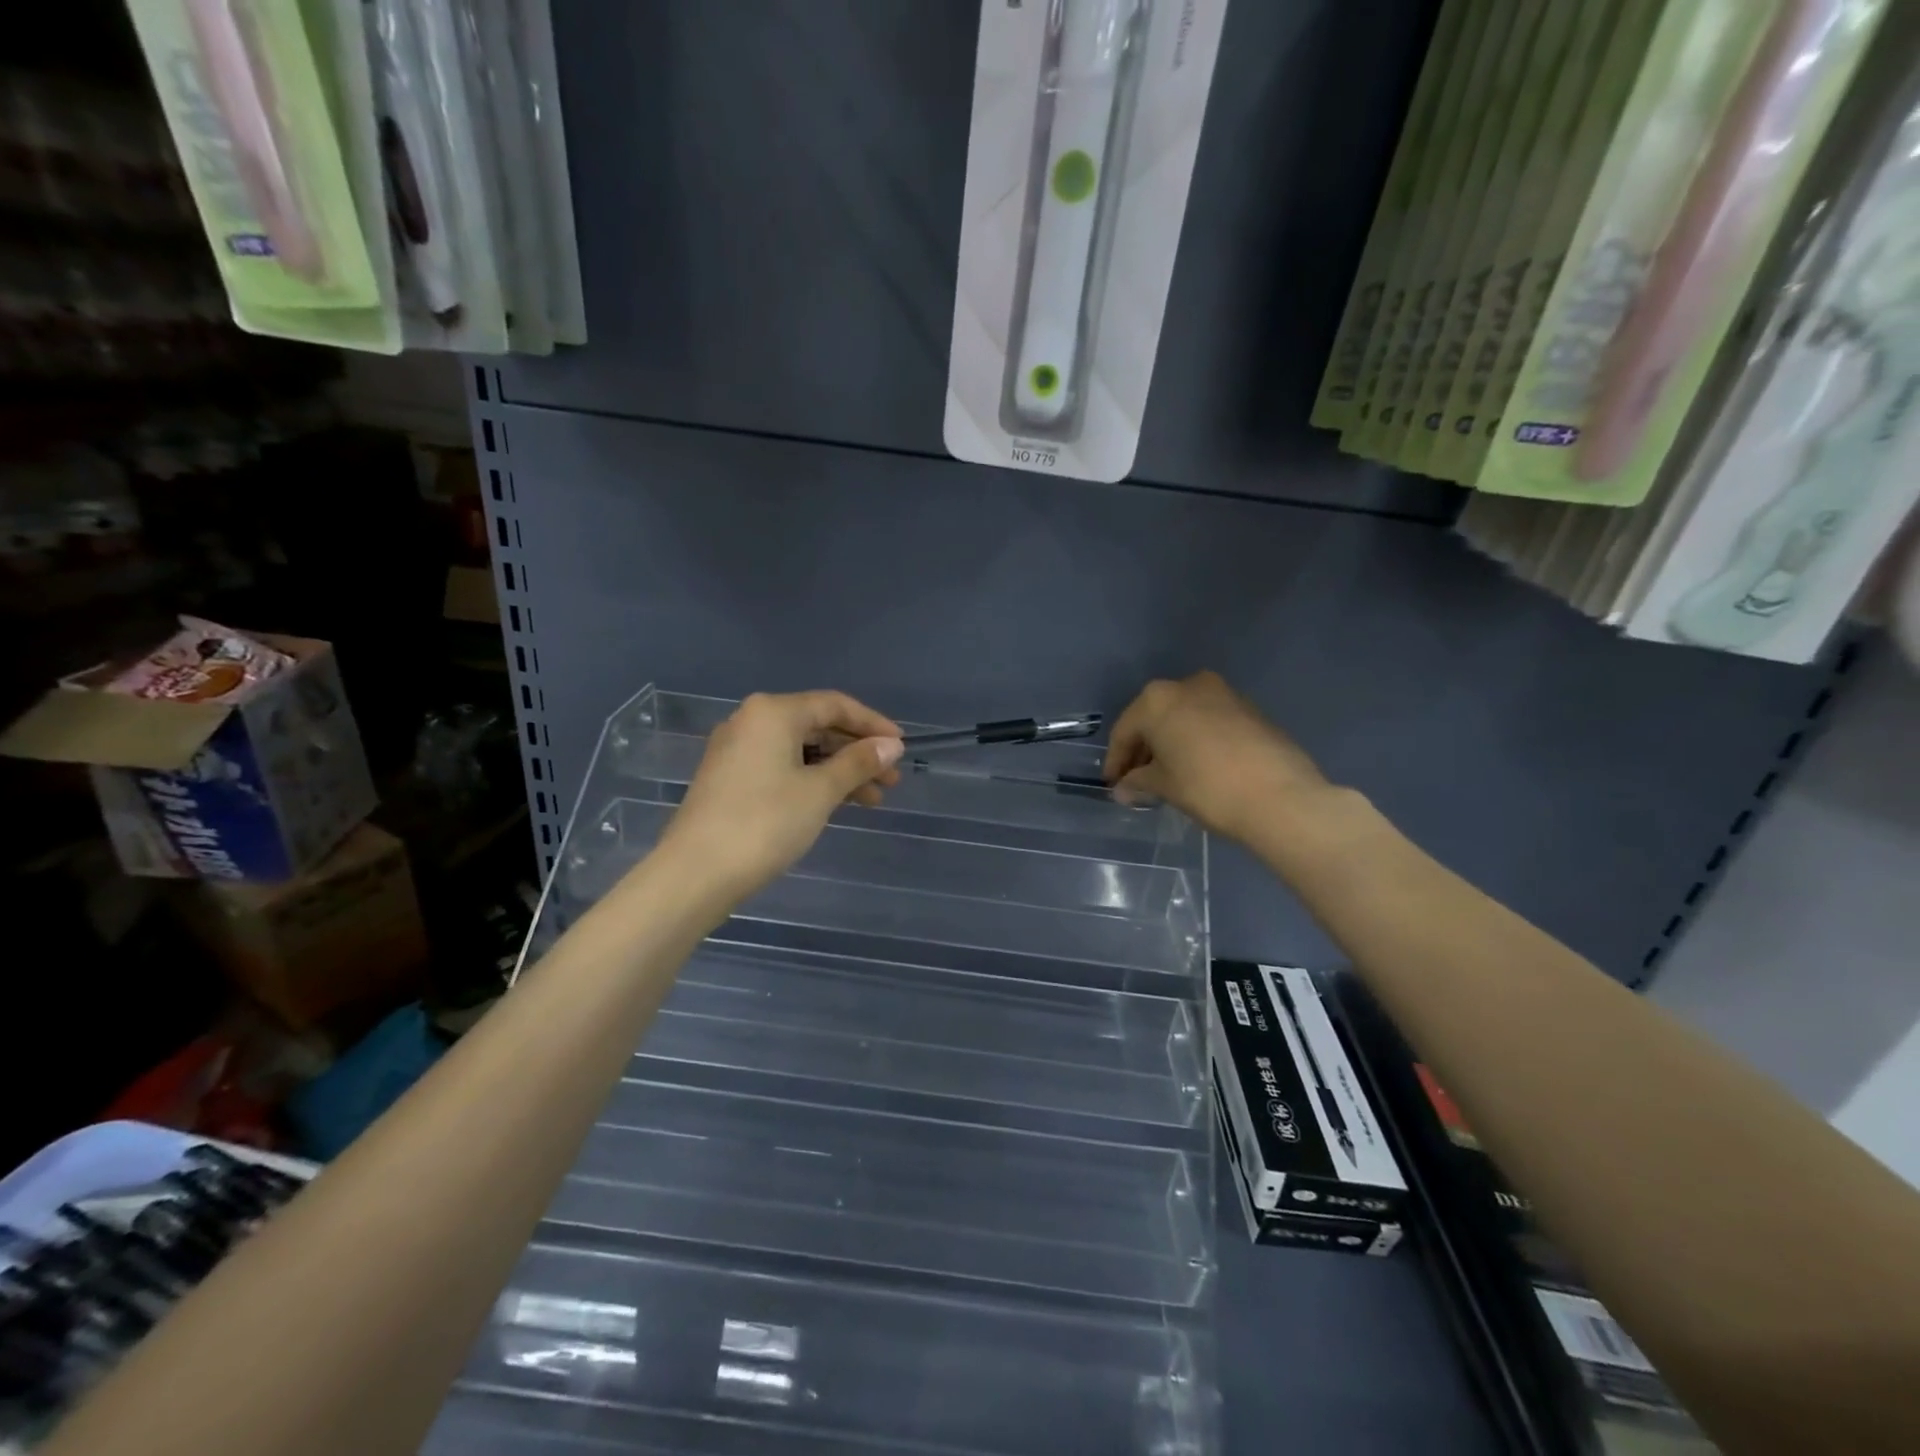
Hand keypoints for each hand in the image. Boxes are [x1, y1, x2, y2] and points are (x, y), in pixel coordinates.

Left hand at [660, 691, 903, 899]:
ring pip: (801, 750)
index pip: (835, 705)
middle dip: (857, 752)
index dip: (872, 724)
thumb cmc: (765, 823)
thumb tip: (891, 745)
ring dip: (838, 771)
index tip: (902, 748)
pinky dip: (812, 780)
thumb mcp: (821, 791)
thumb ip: (859, 763)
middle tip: (890, 781)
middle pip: (817, 726)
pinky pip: (782, 767)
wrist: (696, 873)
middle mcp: (752, 721)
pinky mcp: (730, 778)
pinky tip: (835, 803)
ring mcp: (737, 750)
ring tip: (872, 801)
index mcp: (773, 712)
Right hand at [1103, 671, 1329, 843]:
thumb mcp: (1165, 786)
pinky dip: (1194, 740)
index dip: (1116, 760)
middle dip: (1142, 749)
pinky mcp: (1248, 708)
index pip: (1125, 730)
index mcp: (1157, 699)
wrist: (1281, 796)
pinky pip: (1207, 721)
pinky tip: (1195, 766)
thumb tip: (1123, 789)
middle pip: (1153, 718)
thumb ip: (1138, 782)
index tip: (1113, 785)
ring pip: (1182, 717)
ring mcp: (1222, 693)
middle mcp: (1187, 685)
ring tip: (1165, 775)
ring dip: (1169, 743)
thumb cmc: (1208, 787)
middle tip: (1135, 780)